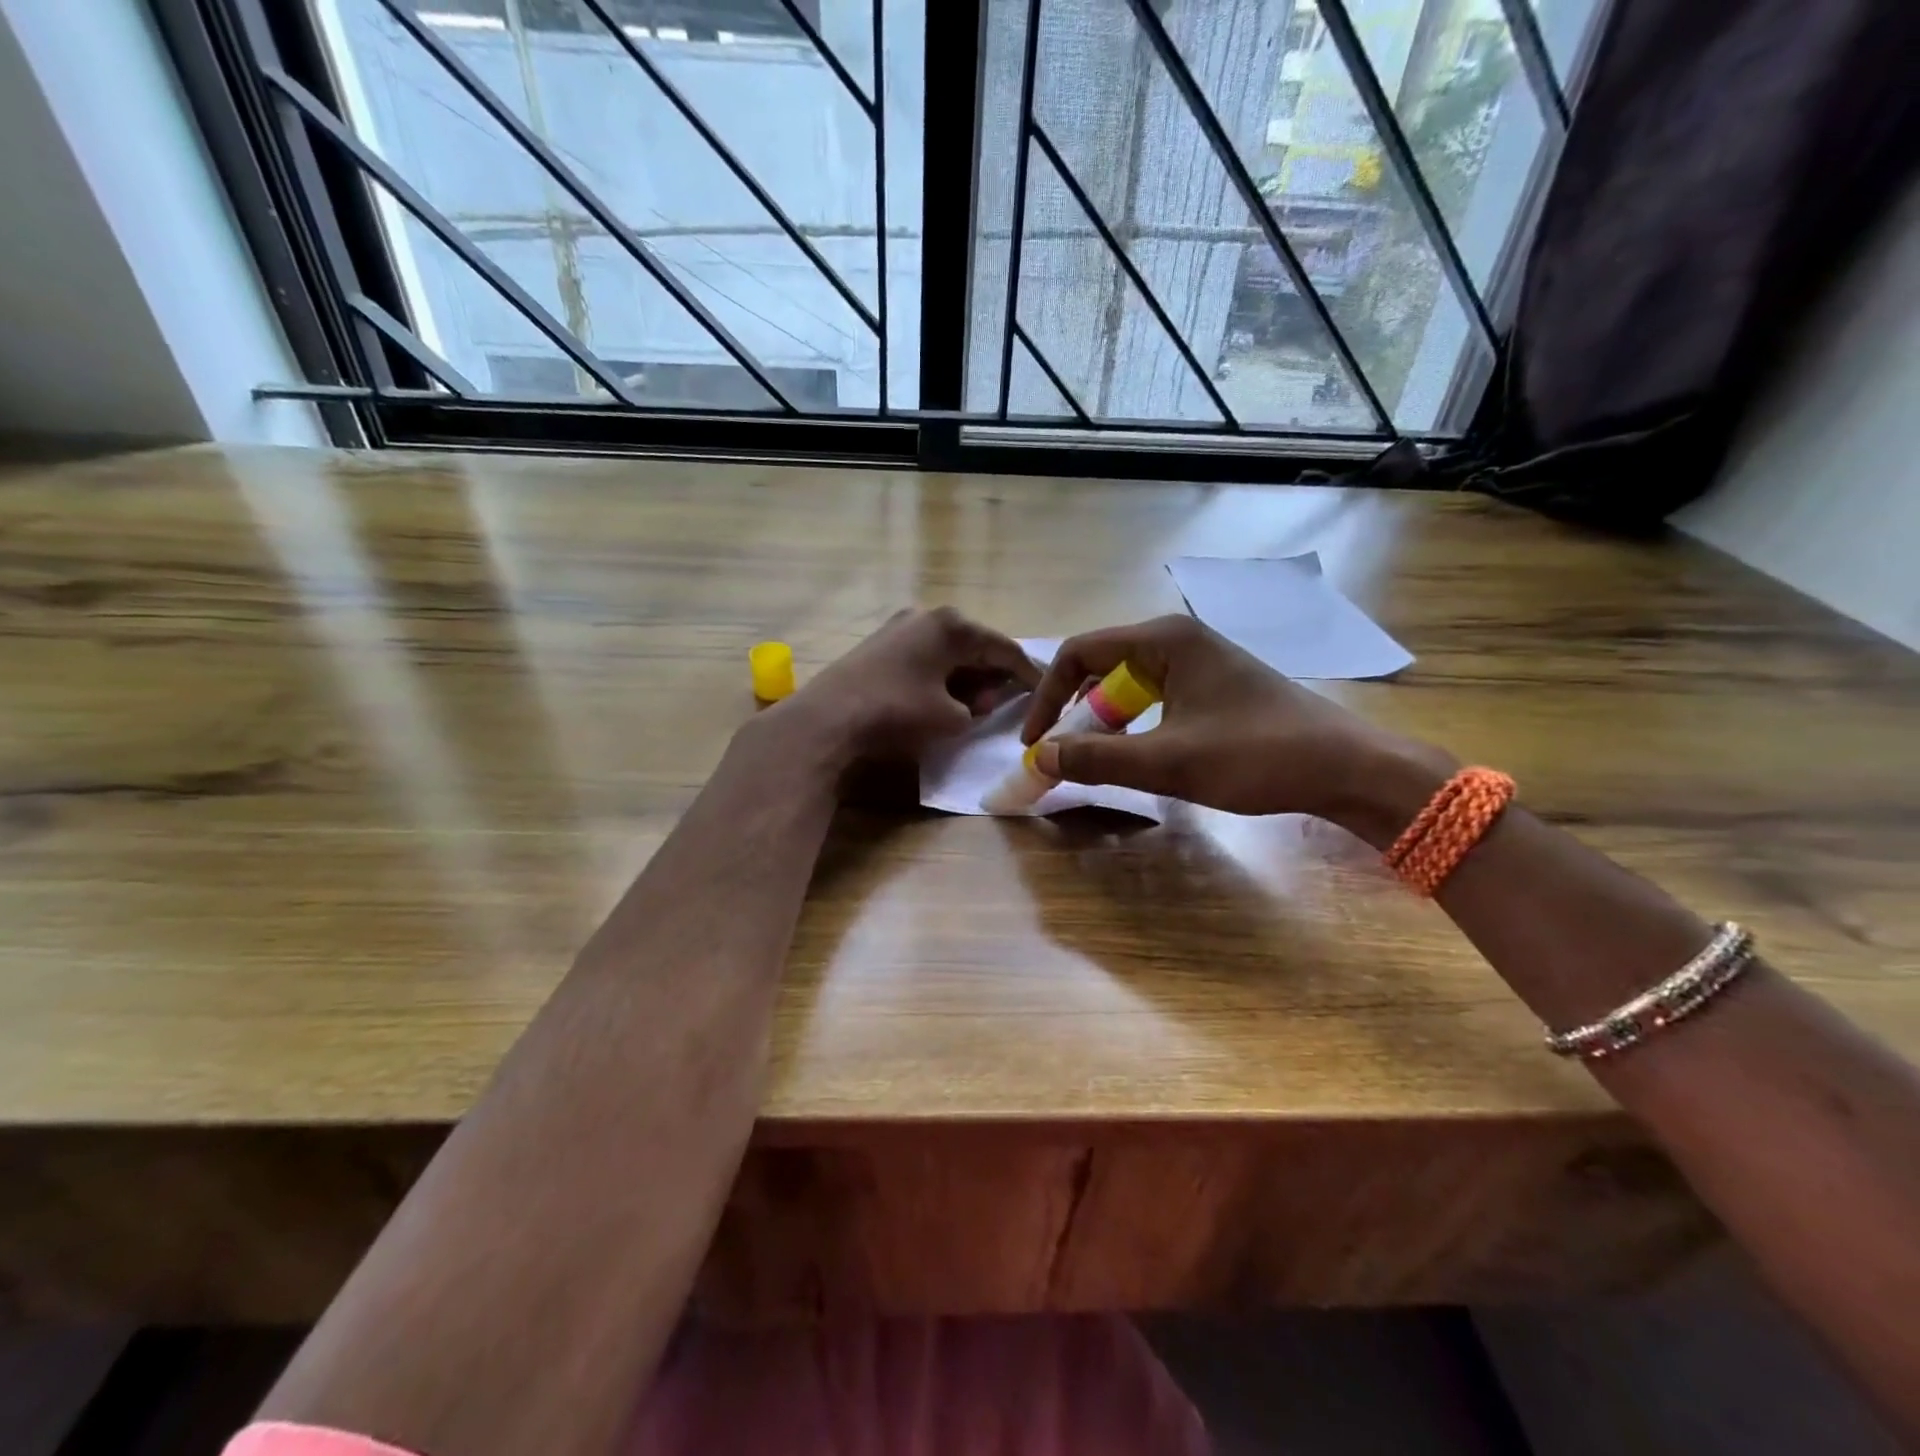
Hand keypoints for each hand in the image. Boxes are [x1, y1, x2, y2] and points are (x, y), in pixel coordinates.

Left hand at [778, 606, 1039, 765]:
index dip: (1028, 673)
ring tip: (976, 704)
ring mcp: (900, 626)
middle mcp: (927, 615)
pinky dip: (941, 675)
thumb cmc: (898, 712)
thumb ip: (979, 706)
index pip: (1004, 648)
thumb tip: (980, 700)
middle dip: (994, 674)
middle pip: (976, 645)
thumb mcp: (952, 717)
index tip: (1045, 691)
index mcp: (953, 625)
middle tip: (1010, 700)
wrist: (828, 719)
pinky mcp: (880, 644)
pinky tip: (942, 696)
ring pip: (949, 650)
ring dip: (967, 676)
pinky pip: (926, 656)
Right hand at [1020, 615, 1451, 835]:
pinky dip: (1135, 725)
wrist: (1344, 768)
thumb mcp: (1167, 762)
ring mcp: (1200, 661)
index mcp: (1163, 640)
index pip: (1079, 654)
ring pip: (1127, 686)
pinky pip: (1155, 697)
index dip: (1048, 697)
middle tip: (1066, 757)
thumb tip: (1039, 758)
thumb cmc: (1254, 756)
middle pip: (1101, 667)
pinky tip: (1143, 755)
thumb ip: (1096, 758)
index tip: (1035, 743)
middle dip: (1076, 713)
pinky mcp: (1214, 685)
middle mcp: (1178, 639)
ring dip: (1105, 723)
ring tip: (1100, 760)